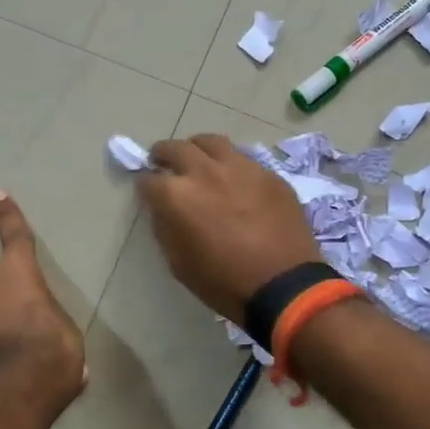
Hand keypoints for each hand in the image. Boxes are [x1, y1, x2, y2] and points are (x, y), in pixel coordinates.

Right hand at [136, 135, 322, 322]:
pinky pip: (242, 159)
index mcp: (176, 195)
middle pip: (175, 149)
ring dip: (197, 149)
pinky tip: (234, 179)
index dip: (145, 187)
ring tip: (198, 160)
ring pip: (211, 142)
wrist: (284, 286)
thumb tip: (163, 209)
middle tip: (164, 164)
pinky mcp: (268, 173)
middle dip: (163, 155)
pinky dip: (230, 164)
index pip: (147, 180)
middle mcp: (204, 171)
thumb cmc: (223, 282)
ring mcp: (240, 167)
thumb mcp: (179, 263)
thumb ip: (165, 228)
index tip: (149, 193)